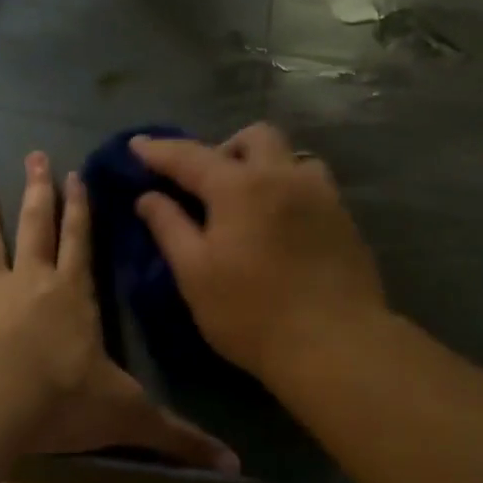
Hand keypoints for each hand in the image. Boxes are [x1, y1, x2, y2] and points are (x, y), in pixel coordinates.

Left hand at [0, 153, 238, 470]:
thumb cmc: (61, 403)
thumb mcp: (129, 417)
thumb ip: (179, 436)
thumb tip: (236, 465)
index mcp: (73, 298)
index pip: (81, 244)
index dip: (80, 210)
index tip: (75, 175)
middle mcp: (31, 282)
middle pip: (35, 225)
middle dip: (37, 190)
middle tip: (33, 154)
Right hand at [130, 125, 387, 380]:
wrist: (334, 345)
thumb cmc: (251, 314)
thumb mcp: (195, 274)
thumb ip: (169, 228)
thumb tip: (148, 197)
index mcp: (240, 187)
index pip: (191, 157)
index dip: (160, 150)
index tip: (137, 145)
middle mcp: (284, 176)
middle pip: (255, 137)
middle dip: (225, 148)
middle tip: (207, 184)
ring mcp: (322, 195)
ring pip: (293, 156)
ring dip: (266, 165)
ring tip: (252, 201)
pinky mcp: (345, 219)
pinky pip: (313, 185)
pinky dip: (289, 189)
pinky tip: (282, 225)